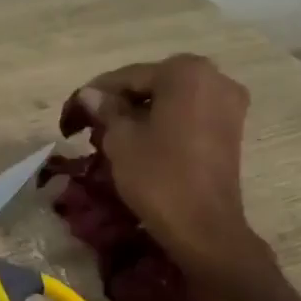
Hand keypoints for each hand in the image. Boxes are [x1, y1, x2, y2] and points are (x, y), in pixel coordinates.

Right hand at [74, 54, 268, 284]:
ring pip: (170, 101)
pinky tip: (140, 143)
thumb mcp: (121, 140)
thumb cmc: (159, 177)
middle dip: (119, 104)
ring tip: (110, 138)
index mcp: (186, 71)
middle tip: (88, 128)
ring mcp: (229, 104)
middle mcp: (214, 77)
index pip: (127, 77)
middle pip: (151, 85)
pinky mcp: (231, 129)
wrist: (204, 229)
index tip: (69, 116)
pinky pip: (188, 116)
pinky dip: (163, 124)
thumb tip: (90, 94)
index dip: (93, 96)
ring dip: (140, 115)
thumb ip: (105, 109)